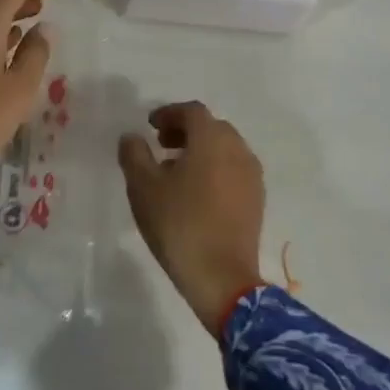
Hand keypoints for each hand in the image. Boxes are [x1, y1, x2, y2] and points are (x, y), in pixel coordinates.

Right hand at [118, 102, 266, 336]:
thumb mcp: (143, 187)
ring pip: (225, 149)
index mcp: (212, 139)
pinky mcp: (257, 200)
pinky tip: (197, 193)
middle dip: (185, 131)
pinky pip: (234, 170)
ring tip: (176, 171)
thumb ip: (134, 154)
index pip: (192, 111)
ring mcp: (251, 175)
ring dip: (201, 150)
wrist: (222, 278)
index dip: (169, 113)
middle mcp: (237, 149)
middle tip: (161, 146)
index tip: (150, 126)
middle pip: (211, 127)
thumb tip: (132, 137)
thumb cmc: (179, 224)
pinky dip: (215, 169)